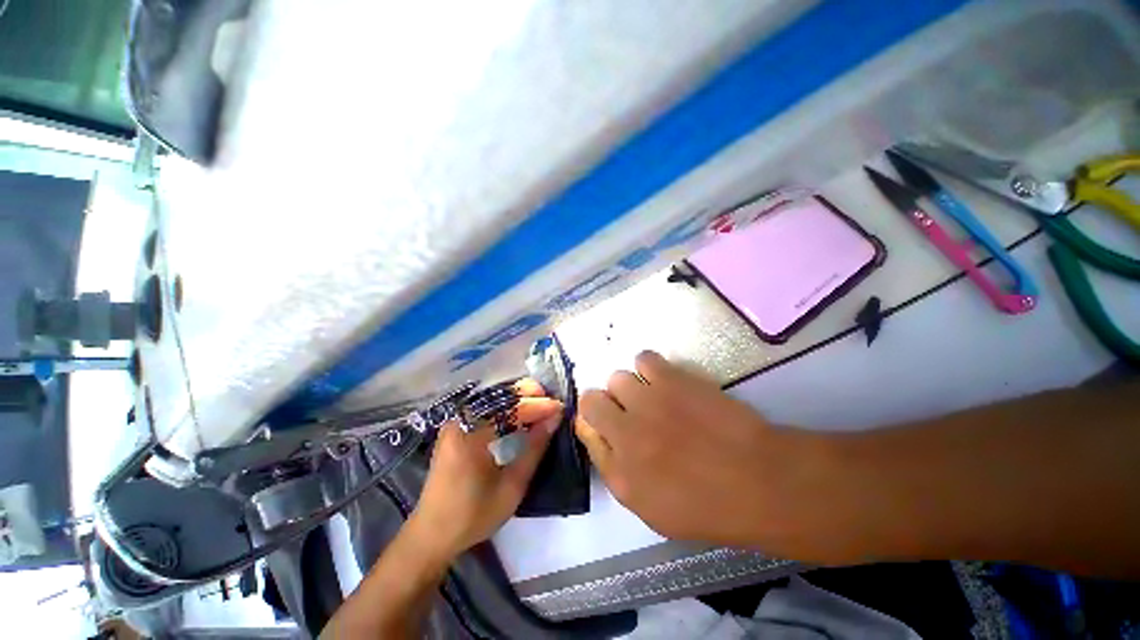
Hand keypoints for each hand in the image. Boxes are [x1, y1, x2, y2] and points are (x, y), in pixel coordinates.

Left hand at [409, 379, 562, 558]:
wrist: (432, 535)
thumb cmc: (473, 516)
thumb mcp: (511, 487)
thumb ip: (534, 448)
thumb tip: (554, 419)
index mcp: (470, 435)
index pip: (510, 409)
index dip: (537, 406)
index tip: (559, 407)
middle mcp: (459, 421)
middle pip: (497, 396)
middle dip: (526, 394)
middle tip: (550, 398)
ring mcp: (455, 423)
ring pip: (491, 399)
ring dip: (516, 399)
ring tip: (540, 402)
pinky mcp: (455, 429)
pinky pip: (484, 409)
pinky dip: (504, 408)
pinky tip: (519, 414)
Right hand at [575, 351, 841, 559]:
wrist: (758, 480)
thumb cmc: (708, 505)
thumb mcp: (651, 508)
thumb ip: (615, 470)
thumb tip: (595, 434)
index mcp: (619, 471)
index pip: (584, 430)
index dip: (592, 423)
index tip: (605, 424)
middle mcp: (624, 433)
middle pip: (591, 399)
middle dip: (603, 403)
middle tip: (628, 411)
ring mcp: (646, 402)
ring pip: (617, 378)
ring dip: (629, 387)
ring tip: (651, 396)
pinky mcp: (670, 379)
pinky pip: (643, 358)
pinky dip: (649, 366)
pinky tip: (664, 379)